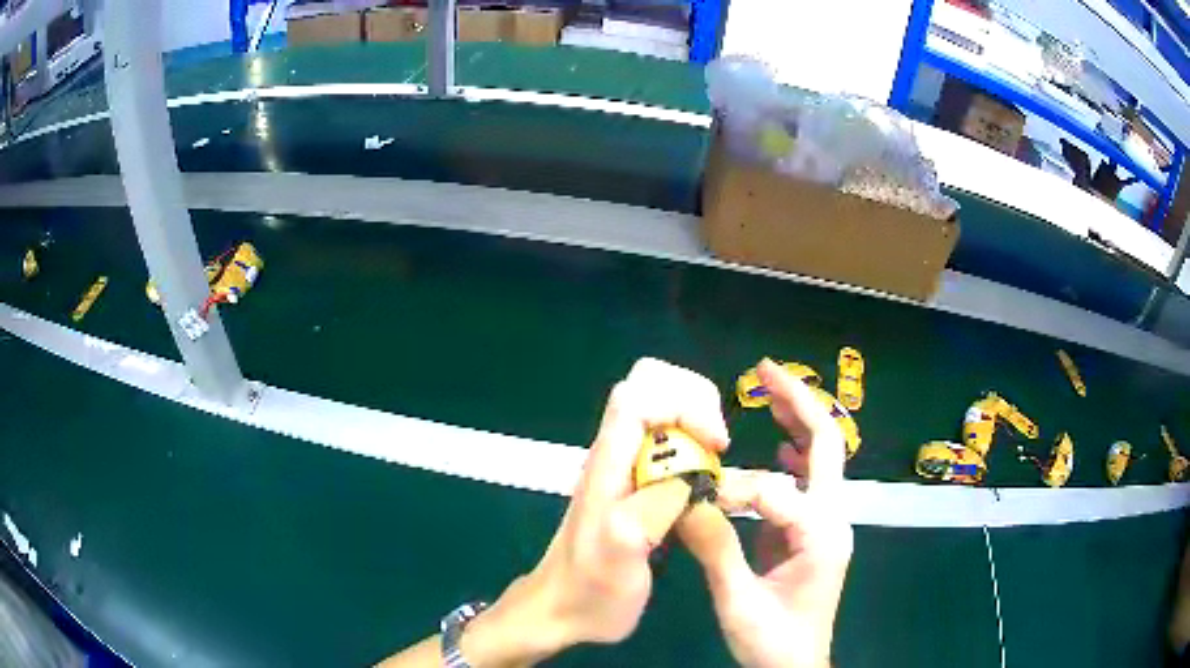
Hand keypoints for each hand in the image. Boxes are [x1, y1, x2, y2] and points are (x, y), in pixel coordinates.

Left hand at [475, 358, 731, 663]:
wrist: (561, 609)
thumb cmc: (591, 589)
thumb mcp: (623, 555)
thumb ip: (655, 507)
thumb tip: (693, 474)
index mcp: (608, 463)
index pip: (640, 394)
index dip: (685, 403)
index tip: (716, 444)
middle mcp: (613, 453)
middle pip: (648, 384)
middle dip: (692, 398)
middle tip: (716, 444)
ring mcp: (622, 465)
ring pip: (658, 406)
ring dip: (695, 416)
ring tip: (714, 458)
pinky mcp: (632, 482)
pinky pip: (665, 438)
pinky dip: (692, 440)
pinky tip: (704, 476)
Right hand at [676, 358, 852, 667]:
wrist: (797, 666)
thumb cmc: (773, 641)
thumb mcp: (739, 604)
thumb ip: (716, 551)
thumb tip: (685, 502)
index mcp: (821, 535)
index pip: (777, 491)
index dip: (733, 491)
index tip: (697, 502)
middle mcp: (832, 519)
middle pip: (827, 445)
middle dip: (797, 403)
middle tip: (763, 370)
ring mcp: (825, 524)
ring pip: (820, 458)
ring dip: (795, 421)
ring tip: (767, 391)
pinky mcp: (811, 532)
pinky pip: (805, 482)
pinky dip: (790, 455)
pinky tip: (774, 444)